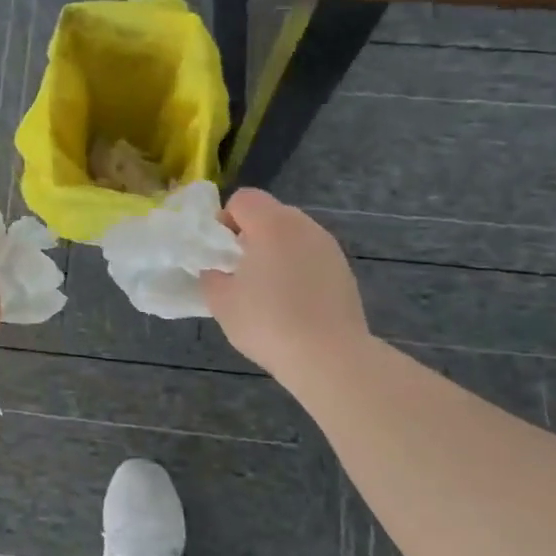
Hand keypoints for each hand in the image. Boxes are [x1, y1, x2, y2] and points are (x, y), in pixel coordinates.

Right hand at [202, 188, 368, 380]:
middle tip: (239, 271)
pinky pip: (311, 257)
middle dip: (250, 235)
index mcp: (272, 224)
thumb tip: (217, 270)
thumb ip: (211, 275)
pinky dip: (298, 269)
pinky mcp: (344, 271)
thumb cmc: (267, 322)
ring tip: (267, 291)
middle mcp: (304, 226)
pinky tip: (293, 304)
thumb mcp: (221, 301)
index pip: (243, 198)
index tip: (221, 252)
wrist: (329, 357)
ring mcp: (329, 247)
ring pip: (292, 236)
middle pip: (270, 214)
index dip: (225, 219)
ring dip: (275, 252)